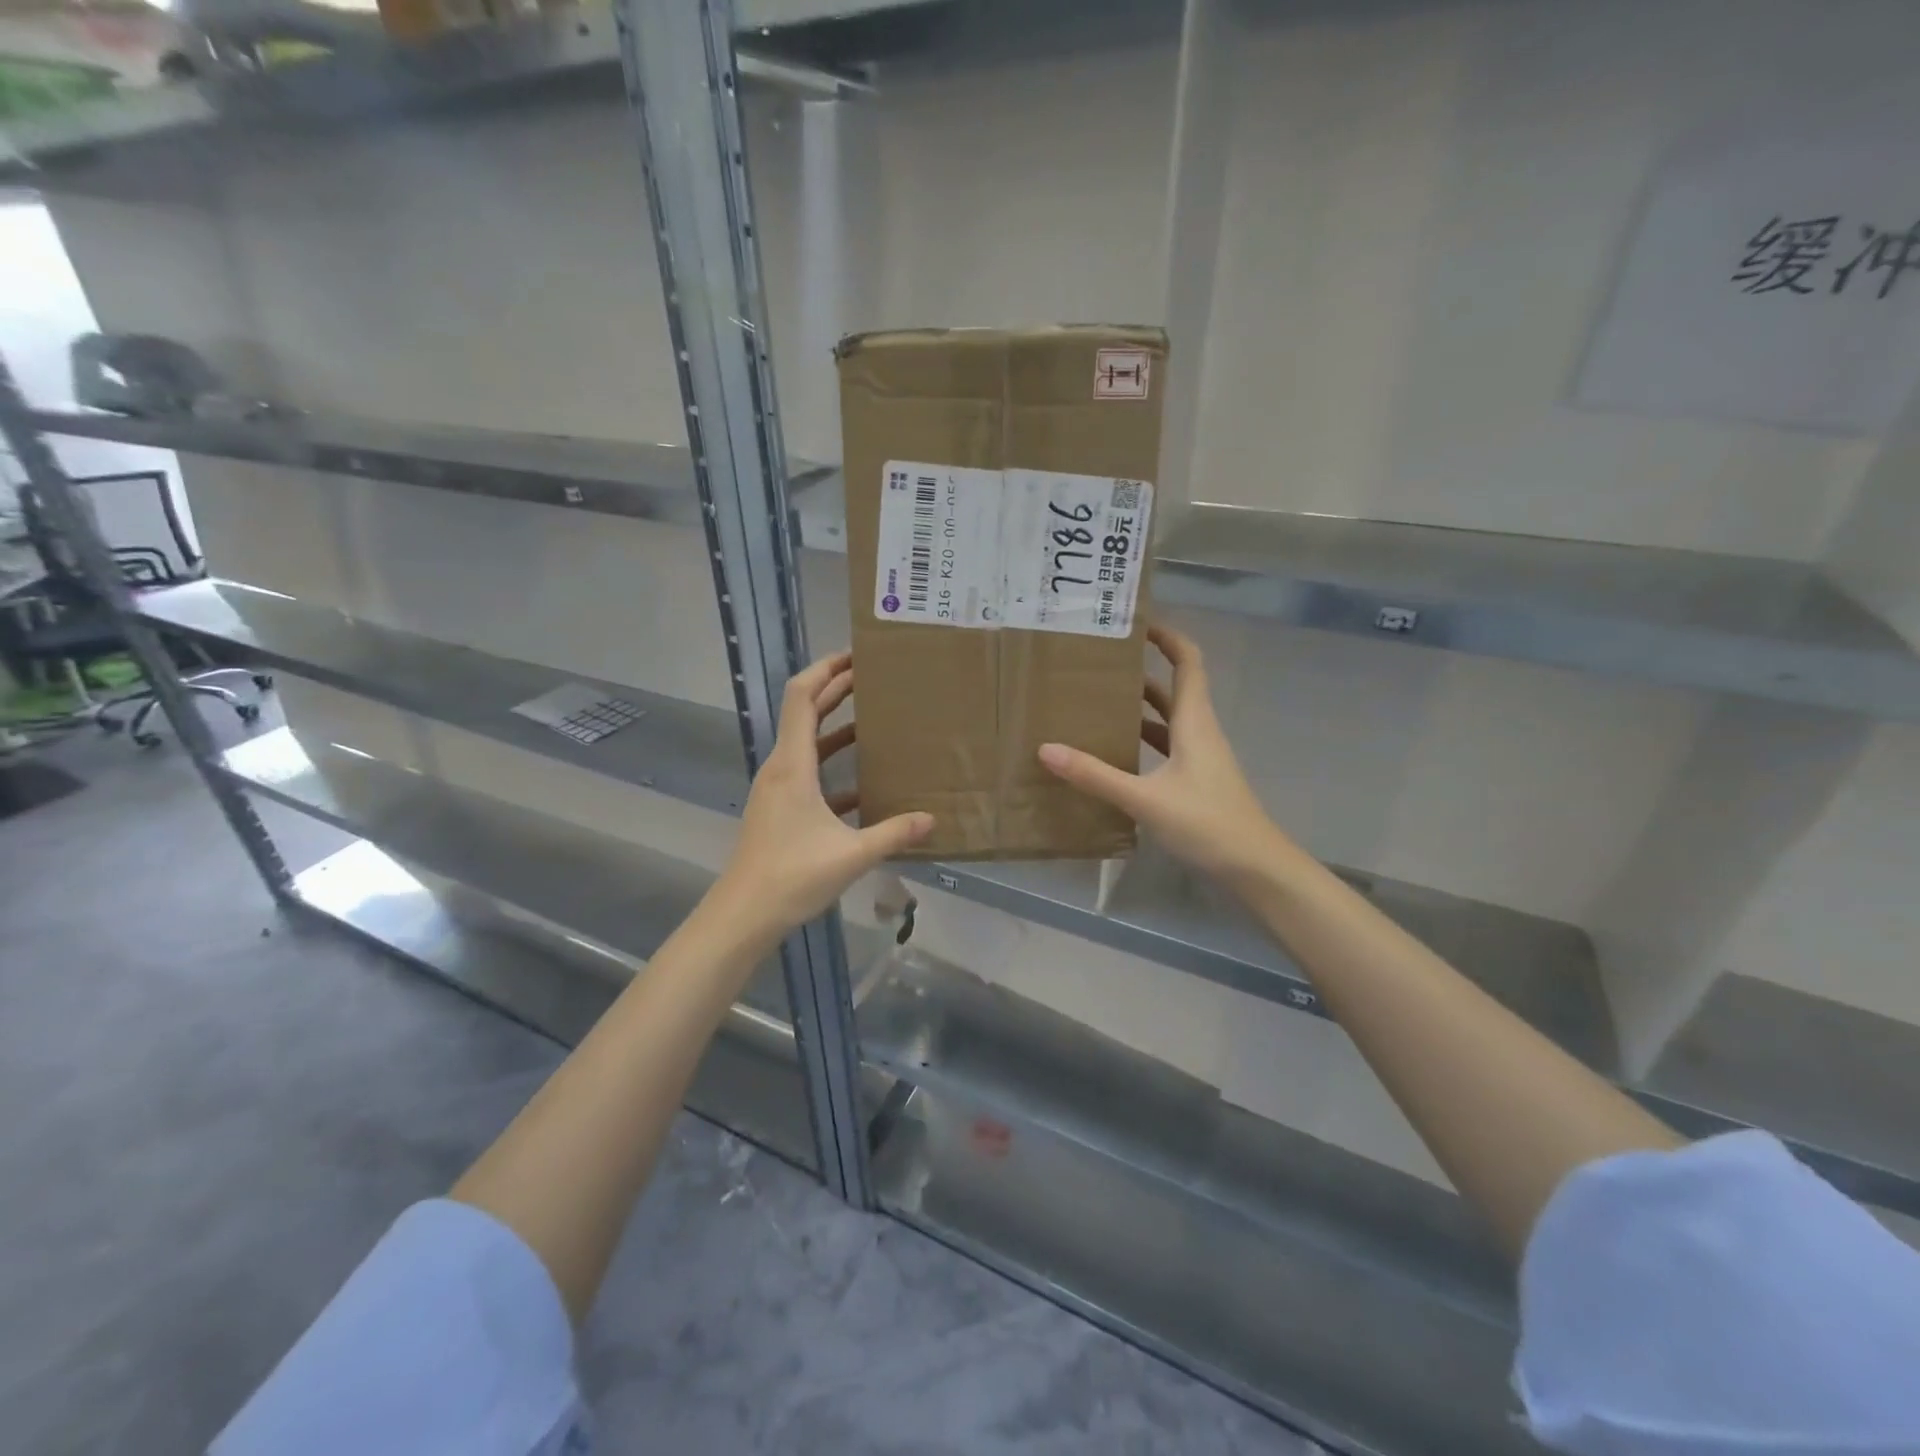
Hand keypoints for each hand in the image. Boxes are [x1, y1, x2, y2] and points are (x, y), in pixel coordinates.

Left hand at [716, 650, 933, 939]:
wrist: (743, 914)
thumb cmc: (791, 876)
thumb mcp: (850, 855)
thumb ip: (893, 834)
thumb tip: (932, 820)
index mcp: (792, 765)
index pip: (802, 697)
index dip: (825, 670)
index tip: (855, 656)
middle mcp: (781, 768)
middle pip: (805, 713)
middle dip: (835, 690)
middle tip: (873, 677)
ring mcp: (777, 789)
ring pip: (807, 743)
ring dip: (836, 725)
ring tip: (873, 717)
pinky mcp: (780, 809)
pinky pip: (809, 772)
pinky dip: (833, 764)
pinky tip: (864, 780)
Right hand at [1038, 623, 1289, 888]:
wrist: (1256, 869)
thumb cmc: (1208, 823)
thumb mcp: (1145, 799)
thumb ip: (1096, 775)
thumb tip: (1047, 749)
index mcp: (1195, 722)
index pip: (1188, 662)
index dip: (1167, 637)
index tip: (1135, 624)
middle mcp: (1199, 733)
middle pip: (1173, 689)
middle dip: (1141, 673)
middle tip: (1098, 666)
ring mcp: (1200, 759)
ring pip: (1168, 721)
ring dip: (1139, 709)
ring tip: (1097, 703)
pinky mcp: (1196, 783)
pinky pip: (1166, 749)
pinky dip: (1143, 742)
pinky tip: (1115, 753)